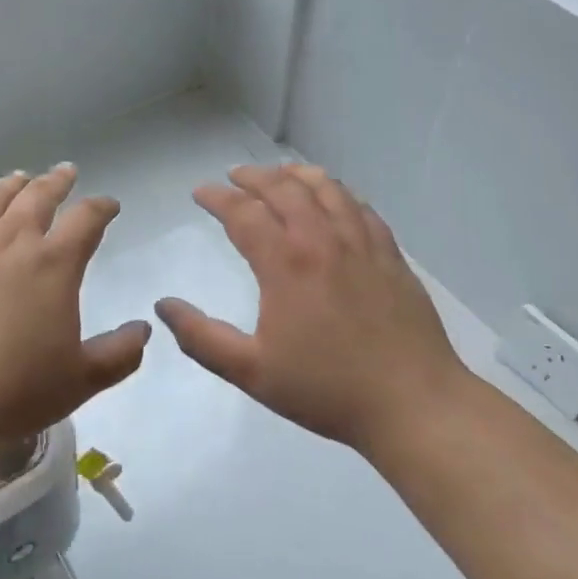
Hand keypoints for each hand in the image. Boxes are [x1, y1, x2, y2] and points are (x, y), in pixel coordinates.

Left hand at [0, 165, 150, 449]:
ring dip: (10, 184)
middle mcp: (12, 240)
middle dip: (57, 181)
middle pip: (38, 196)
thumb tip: (144, 328)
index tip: (109, 204)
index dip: (101, 207)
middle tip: (65, 171)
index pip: (86, 219)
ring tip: (19, 177)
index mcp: (54, 264)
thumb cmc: (13, 392)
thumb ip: (119, 353)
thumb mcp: (80, 380)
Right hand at [154, 164, 466, 457]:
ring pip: (325, 188)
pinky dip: (338, 192)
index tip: (200, 192)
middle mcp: (322, 240)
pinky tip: (333, 197)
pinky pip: (360, 207)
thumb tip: (164, 305)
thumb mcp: (252, 373)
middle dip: (253, 177)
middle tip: (234, 176)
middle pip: (283, 189)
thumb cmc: (327, 389)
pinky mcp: (390, 253)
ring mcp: (361, 243)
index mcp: (285, 263)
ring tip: (279, 174)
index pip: (243, 212)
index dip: (217, 197)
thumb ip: (202, 338)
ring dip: (295, 175)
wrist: (413, 404)